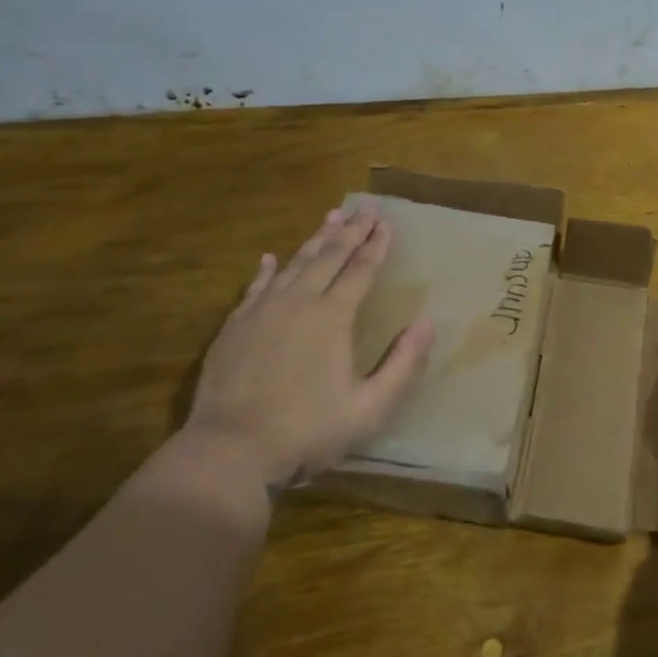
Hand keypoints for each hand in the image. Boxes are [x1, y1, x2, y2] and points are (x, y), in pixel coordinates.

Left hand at [185, 203, 434, 487]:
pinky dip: (267, 270)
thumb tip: (427, 323)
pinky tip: (271, 258)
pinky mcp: (235, 326)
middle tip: (364, 207)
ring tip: (330, 218)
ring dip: (315, 240)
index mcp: (333, 317)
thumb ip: (403, 364)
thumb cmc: (308, 430)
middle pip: (329, 257)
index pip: (361, 270)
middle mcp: (299, 302)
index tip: (387, 221)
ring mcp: (262, 311)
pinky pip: (255, 287)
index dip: (376, 245)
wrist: (230, 450)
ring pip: (294, 264)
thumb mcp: (370, 407)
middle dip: (351, 231)